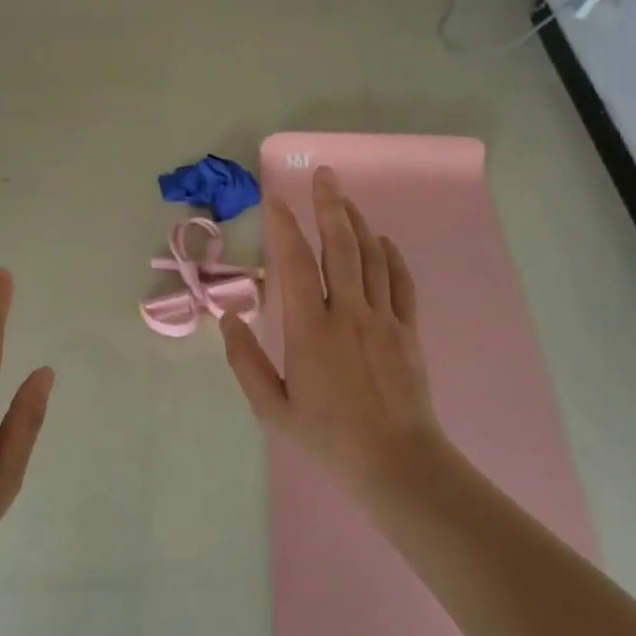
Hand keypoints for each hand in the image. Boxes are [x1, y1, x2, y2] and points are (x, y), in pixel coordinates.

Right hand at [221, 166, 448, 490]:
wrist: (395, 461)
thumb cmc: (327, 438)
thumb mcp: (272, 409)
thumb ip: (245, 362)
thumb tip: (227, 319)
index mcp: (310, 329)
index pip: (295, 263)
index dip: (284, 226)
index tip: (274, 199)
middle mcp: (348, 312)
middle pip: (340, 246)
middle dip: (329, 206)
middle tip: (323, 175)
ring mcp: (383, 318)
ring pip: (372, 256)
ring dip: (358, 223)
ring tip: (345, 199)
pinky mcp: (407, 330)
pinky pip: (401, 282)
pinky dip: (391, 256)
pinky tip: (383, 241)